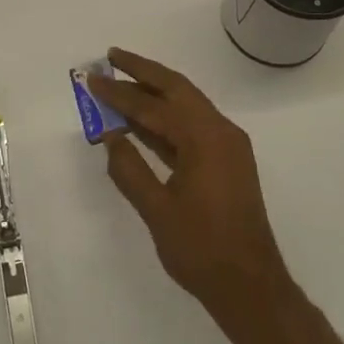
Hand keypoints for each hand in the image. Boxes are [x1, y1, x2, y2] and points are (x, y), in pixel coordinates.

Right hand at [89, 49, 292, 317]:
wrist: (250, 286)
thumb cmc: (201, 249)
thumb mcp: (157, 210)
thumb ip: (129, 169)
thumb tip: (110, 136)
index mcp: (205, 138)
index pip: (154, 106)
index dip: (120, 93)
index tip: (92, 78)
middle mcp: (221, 131)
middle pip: (176, 89)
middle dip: (142, 72)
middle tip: (111, 57)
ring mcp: (227, 145)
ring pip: (186, 105)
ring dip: (154, 92)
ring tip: (121, 82)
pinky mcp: (227, 161)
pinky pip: (192, 126)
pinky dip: (166, 118)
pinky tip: (142, 121)